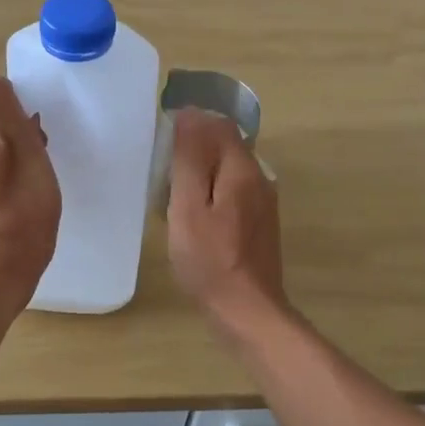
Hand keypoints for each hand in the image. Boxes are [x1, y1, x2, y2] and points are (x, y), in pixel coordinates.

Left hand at [0, 74, 59, 302]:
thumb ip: (1, 102)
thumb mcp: (19, 141)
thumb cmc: (20, 200)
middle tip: (35, 161)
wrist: (6, 262)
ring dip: (13, 154)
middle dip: (16, 134)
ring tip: (29, 180)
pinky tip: (18, 193)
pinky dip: (4, 173)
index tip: (33, 140)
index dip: (18, 116)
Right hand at [167, 108, 287, 335]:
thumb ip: (189, 159)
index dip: (191, 124)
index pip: (219, 126)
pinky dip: (212, 192)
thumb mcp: (188, 207)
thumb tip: (190, 114)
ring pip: (229, 170)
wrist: (247, 311)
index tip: (161, 141)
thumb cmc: (209, 260)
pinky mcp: (260, 223)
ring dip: (202, 171)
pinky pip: (234, 191)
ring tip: (172, 191)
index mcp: (242, 170)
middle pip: (226, 146)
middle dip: (195, 148)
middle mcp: (259, 179)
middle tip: (162, 170)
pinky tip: (194, 215)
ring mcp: (263, 203)